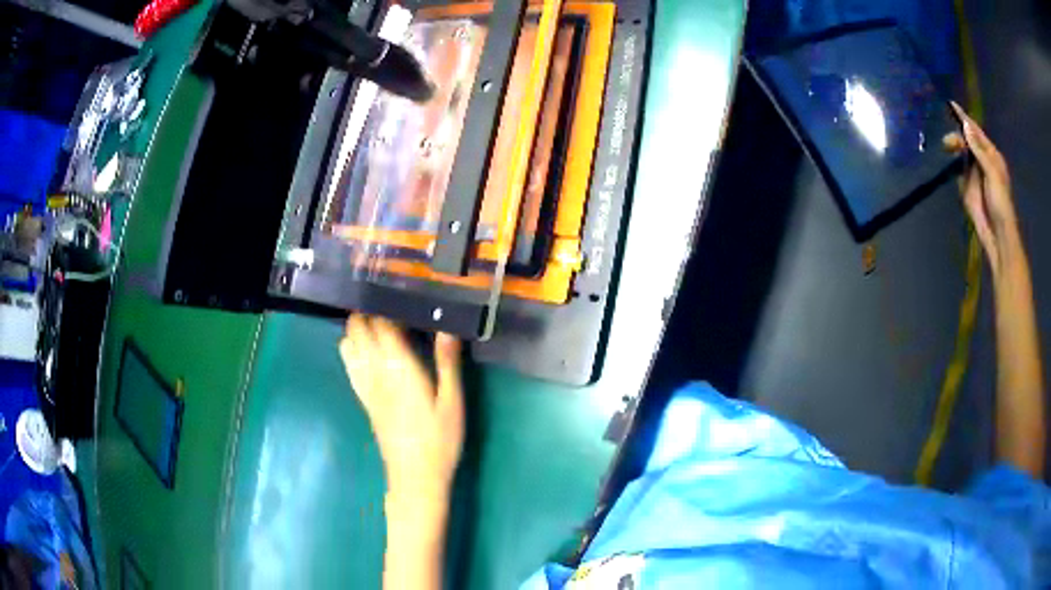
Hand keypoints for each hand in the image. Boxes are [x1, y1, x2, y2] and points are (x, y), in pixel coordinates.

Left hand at [339, 315, 464, 499]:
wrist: (415, 476)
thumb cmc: (440, 439)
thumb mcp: (452, 402)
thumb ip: (447, 362)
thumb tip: (447, 327)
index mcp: (399, 367)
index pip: (382, 324)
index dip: (386, 306)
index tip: (398, 294)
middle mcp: (375, 371)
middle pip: (359, 329)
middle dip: (368, 311)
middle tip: (389, 305)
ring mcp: (365, 385)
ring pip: (348, 344)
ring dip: (357, 328)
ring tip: (377, 323)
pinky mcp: (363, 399)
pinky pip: (348, 364)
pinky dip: (352, 348)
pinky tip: (366, 349)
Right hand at [944, 102, 1021, 274]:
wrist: (998, 236)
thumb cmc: (1001, 204)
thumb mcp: (992, 174)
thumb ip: (979, 150)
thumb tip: (965, 125)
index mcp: (991, 156)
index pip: (976, 132)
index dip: (964, 119)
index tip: (951, 105)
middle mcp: (982, 162)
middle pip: (967, 141)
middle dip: (957, 137)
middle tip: (948, 142)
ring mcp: (975, 175)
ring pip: (961, 154)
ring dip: (954, 149)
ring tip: (947, 148)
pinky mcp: (967, 189)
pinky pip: (958, 173)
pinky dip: (953, 167)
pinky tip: (949, 164)